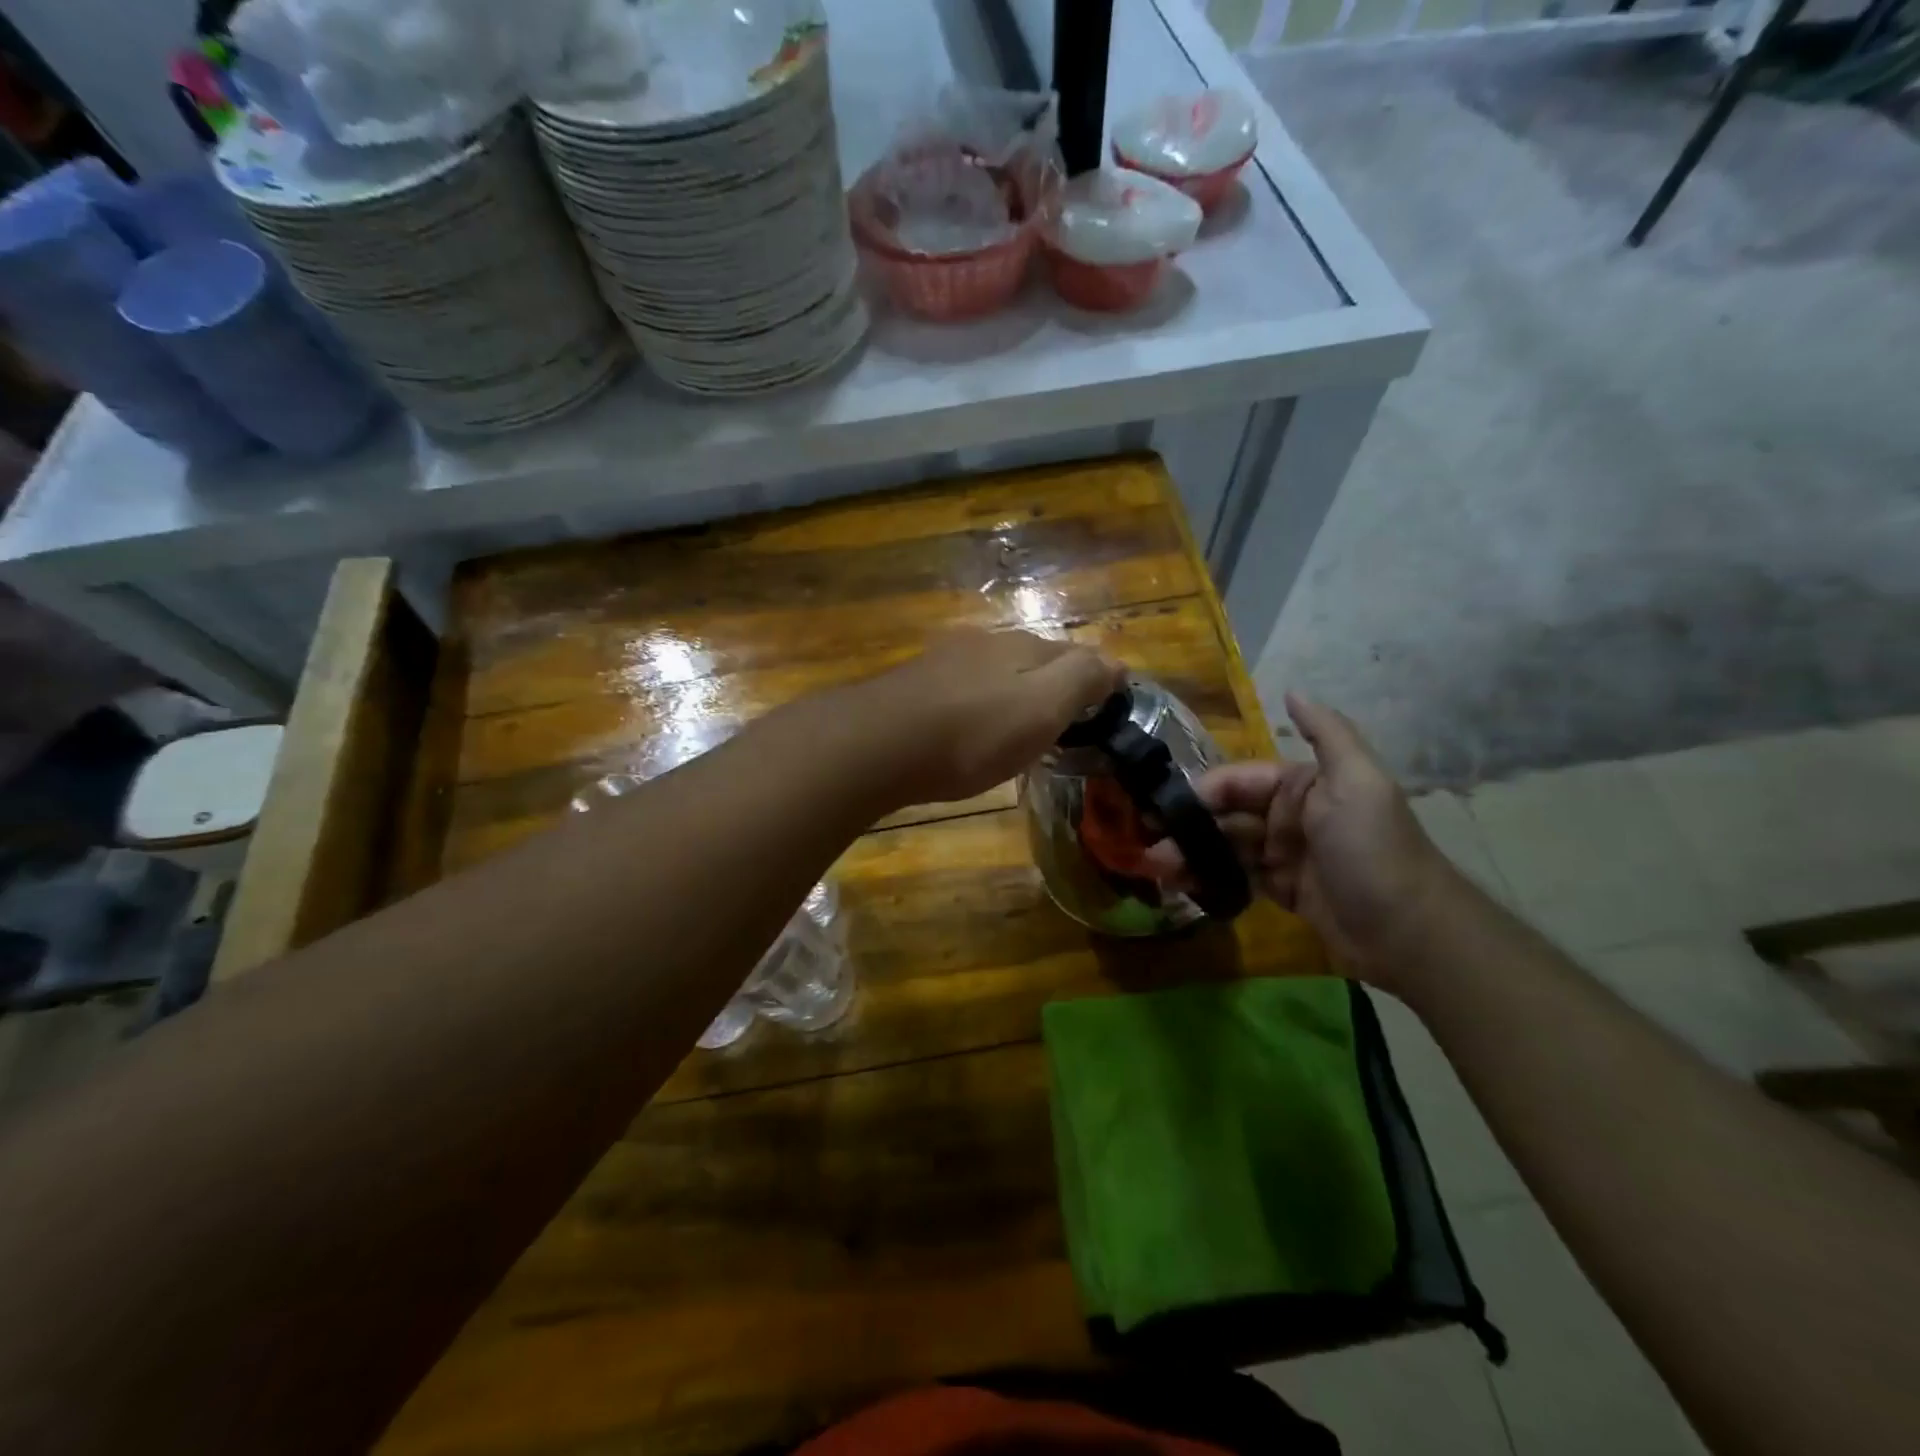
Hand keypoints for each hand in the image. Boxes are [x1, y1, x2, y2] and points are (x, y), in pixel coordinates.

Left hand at [850, 627, 1122, 805]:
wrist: (878, 745)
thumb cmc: (972, 733)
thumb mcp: (1041, 707)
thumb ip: (1081, 679)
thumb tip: (1117, 661)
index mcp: (1021, 647)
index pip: (1073, 653)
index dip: (1094, 676)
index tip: (1108, 704)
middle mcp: (983, 645)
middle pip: (1031, 660)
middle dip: (1052, 683)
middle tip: (1065, 721)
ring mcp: (944, 663)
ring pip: (993, 674)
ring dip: (1012, 694)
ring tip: (1020, 728)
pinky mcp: (913, 688)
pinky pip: (961, 692)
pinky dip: (978, 707)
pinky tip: (970, 729)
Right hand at [1146, 694, 1458, 983]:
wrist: (1410, 932)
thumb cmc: (1373, 849)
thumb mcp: (1358, 783)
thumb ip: (1327, 734)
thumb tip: (1292, 692)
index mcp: (1302, 785)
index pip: (1239, 781)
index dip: (1201, 792)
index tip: (1162, 808)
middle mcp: (1289, 815)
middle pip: (1226, 815)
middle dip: (1188, 827)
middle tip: (1148, 844)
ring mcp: (1283, 854)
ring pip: (1225, 847)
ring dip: (1191, 853)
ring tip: (1156, 868)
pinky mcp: (1281, 891)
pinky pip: (1235, 877)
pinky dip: (1207, 877)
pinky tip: (1180, 883)